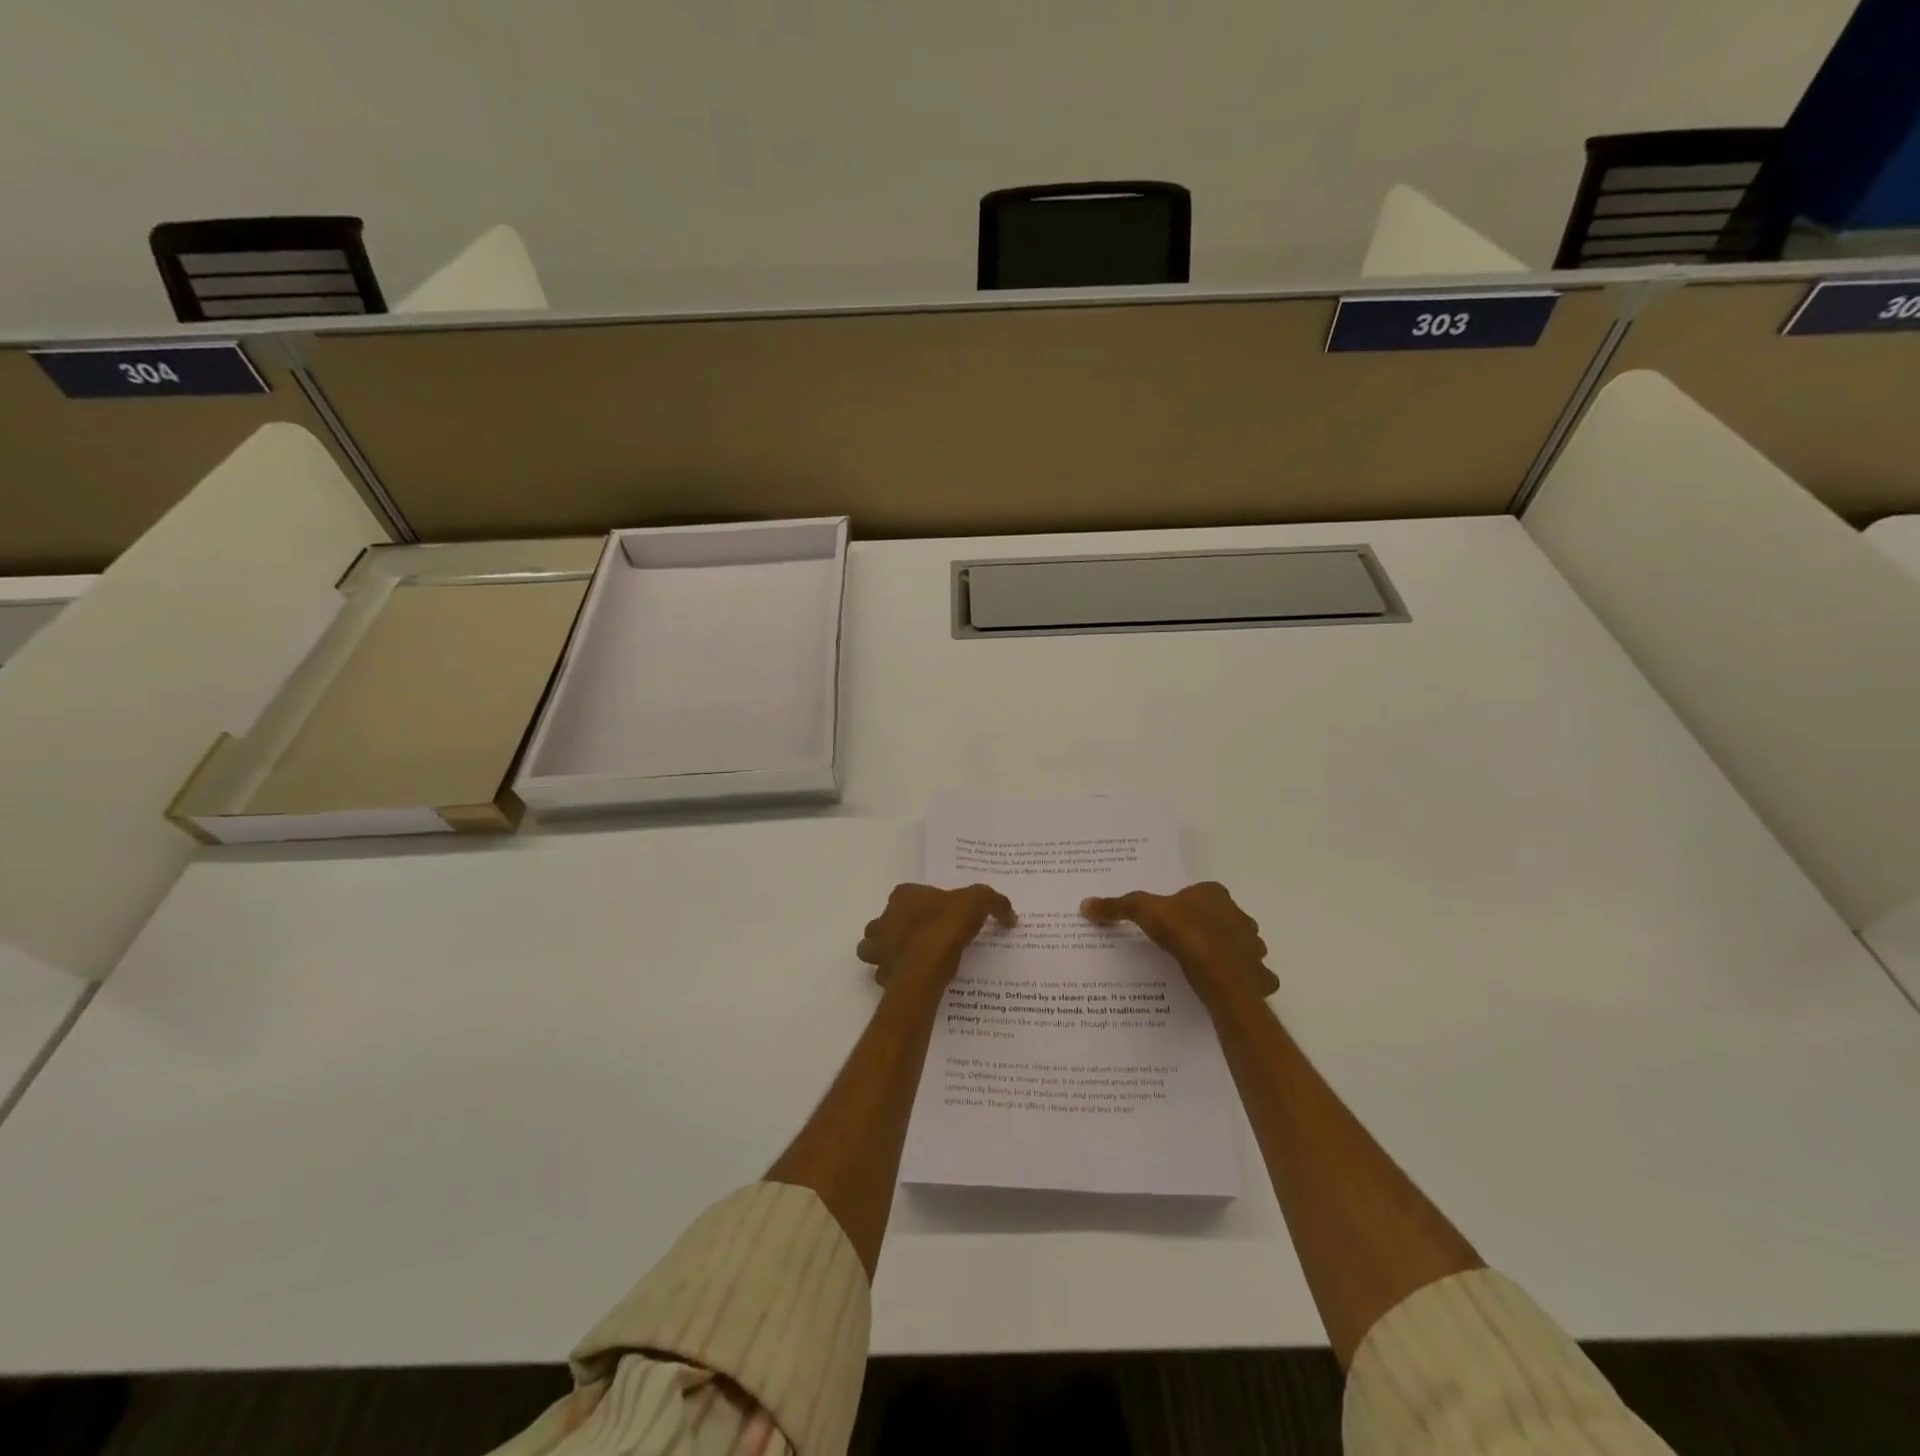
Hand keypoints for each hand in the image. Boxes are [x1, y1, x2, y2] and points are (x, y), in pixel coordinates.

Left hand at [858, 883, 1016, 988]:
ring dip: (891, 953)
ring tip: (915, 960)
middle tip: (925, 939)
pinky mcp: (882, 973)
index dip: (923, 905)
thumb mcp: (979, 902)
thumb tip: (1010, 915)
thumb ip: (995, 903)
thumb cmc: (947, 925)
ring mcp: (878, 947)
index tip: (940, 917)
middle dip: (900, 929)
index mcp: (903, 896)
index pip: (908, 895)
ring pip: (877, 948)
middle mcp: (884, 918)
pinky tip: (916, 980)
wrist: (927, 964)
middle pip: (887, 921)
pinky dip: (897, 976)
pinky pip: (886, 974)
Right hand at [1081, 881, 1278, 1010]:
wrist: (1218, 973)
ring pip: (1243, 946)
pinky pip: (1254, 976)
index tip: (1172, 921)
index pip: (1203, 894)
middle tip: (1186, 944)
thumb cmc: (1183, 933)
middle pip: (1224, 919)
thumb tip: (1085, 904)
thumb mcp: (1143, 912)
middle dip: (1211, 928)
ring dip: (1230, 953)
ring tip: (1204, 967)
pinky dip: (1245, 981)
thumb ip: (1117, 907)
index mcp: (1215, 895)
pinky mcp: (1260, 975)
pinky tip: (1226, 987)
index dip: (1188, 906)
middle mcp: (1240, 916)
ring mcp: (1253, 946)